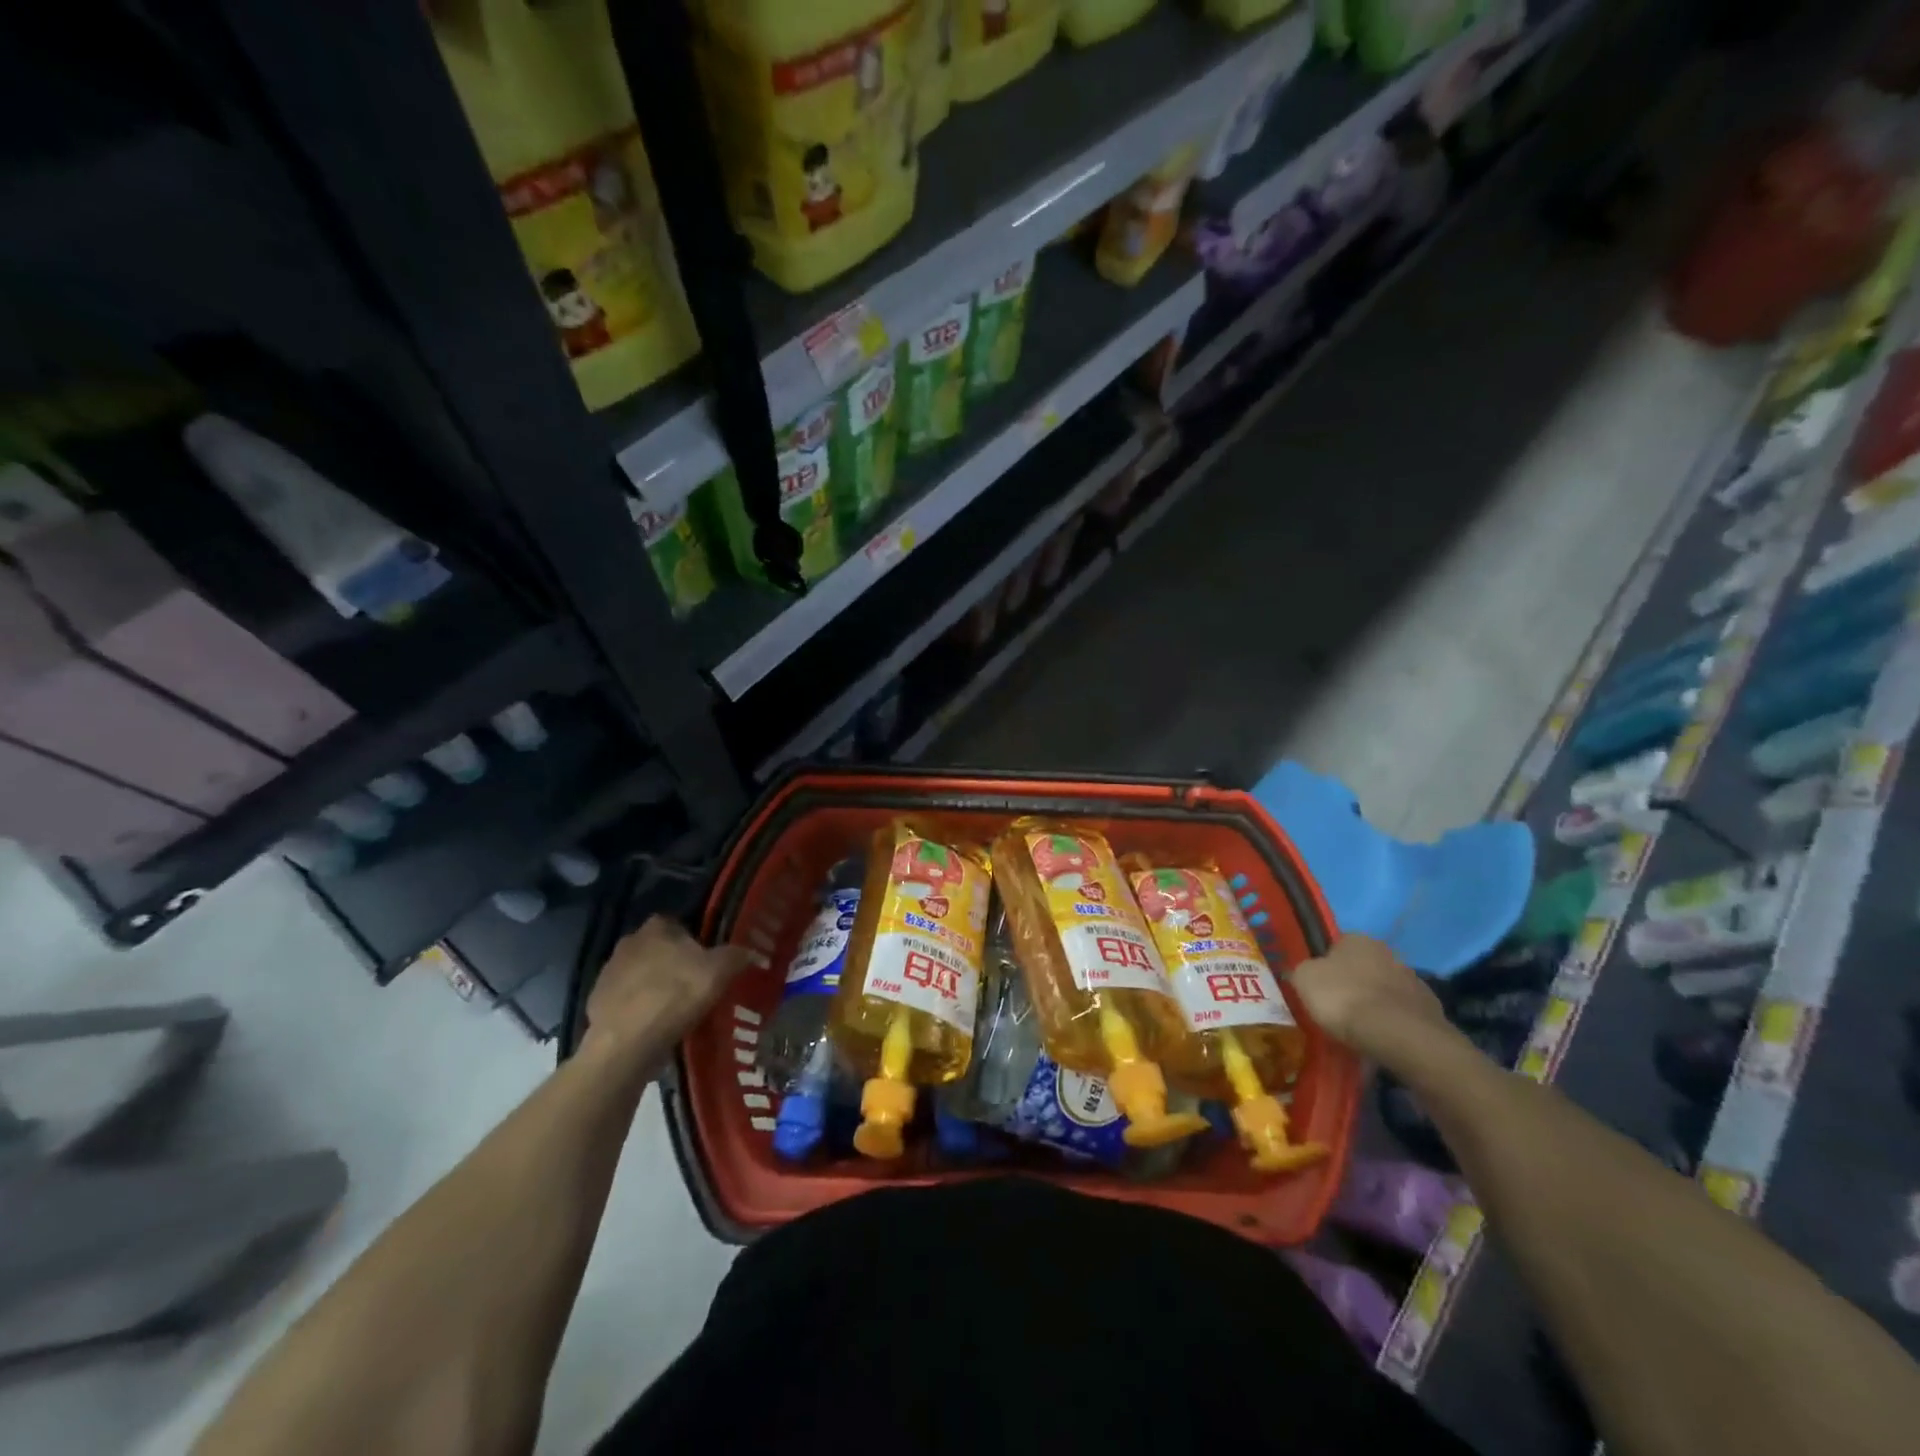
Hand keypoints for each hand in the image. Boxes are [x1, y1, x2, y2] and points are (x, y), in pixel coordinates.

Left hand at [584, 916, 749, 1069]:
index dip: (694, 939)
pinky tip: (654, 1027)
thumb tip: (753, 952)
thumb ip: (737, 956)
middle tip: (694, 984)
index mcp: (656, 927)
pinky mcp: (596, 1004)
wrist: (625, 1044)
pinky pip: (626, 1002)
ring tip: (676, 1010)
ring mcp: (608, 974)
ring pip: (640, 975)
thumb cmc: (674, 996)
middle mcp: (628, 942)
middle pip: (658, 949)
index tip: (707, 959)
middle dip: (673, 963)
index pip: (678, 923)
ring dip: (654, 987)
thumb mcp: (718, 972)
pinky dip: (638, 1011)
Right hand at [1289, 934, 1451, 1060]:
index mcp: (1357, 939)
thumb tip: (1305, 973)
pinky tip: (1380, 1039)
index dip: (1325, 965)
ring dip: (1374, 1004)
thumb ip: (1302, 971)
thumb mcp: (1304, 979)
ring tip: (1359, 1029)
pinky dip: (1392, 1023)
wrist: (1398, 1034)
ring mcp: (1414, 981)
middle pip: (1363, 967)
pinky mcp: (1431, 1010)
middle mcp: (1388, 952)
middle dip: (1352, 984)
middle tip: (1337, 1008)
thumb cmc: (1344, 998)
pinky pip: (1402, 1014)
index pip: (1335, 946)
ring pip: (1384, 990)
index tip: (1318, 987)